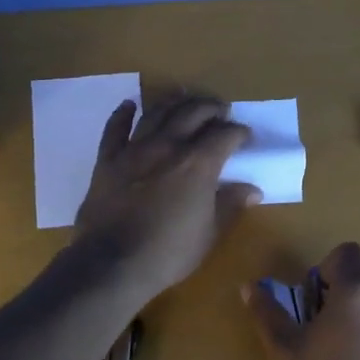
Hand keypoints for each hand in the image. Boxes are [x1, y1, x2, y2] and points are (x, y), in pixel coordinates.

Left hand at [74, 95, 260, 299]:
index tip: (246, 136)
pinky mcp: (107, 160)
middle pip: (192, 113)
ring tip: (184, 96)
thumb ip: (230, 205)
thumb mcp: (209, 233)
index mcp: (198, 164)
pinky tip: (129, 105)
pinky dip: (122, 114)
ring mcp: (134, 150)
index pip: (225, 135)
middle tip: (221, 110)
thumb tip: (252, 189)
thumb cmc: (169, 252)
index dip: (239, 132)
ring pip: (156, 113)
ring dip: (173, 101)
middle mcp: (168, 146)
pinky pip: (114, 129)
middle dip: (211, 107)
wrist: (112, 264)